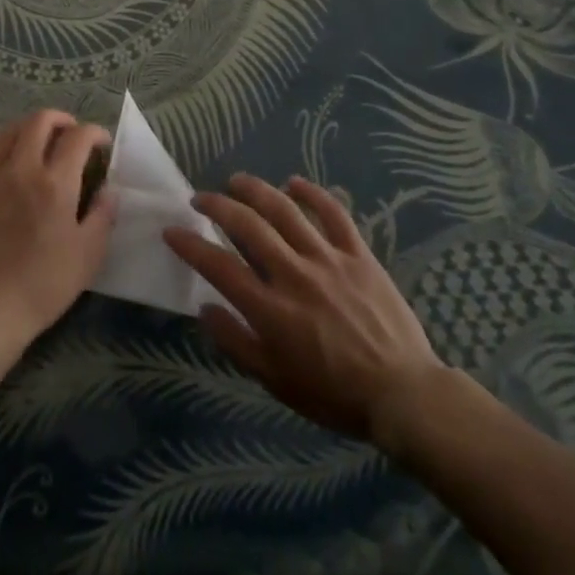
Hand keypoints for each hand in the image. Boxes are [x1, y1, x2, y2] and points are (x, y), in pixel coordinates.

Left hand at [0, 110, 115, 351]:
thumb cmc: (45, 284)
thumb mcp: (89, 254)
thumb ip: (103, 215)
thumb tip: (110, 189)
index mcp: (56, 183)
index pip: (78, 137)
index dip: (95, 132)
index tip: (101, 144)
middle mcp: (22, 169)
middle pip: (40, 122)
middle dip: (61, 120)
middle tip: (72, 134)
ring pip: (7, 132)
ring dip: (28, 128)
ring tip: (39, 140)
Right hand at [165, 173, 445, 441]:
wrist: (402, 393)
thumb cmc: (334, 393)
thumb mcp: (275, 380)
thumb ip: (236, 342)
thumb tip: (204, 308)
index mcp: (271, 309)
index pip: (219, 266)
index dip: (190, 245)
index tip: (172, 231)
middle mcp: (294, 274)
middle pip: (248, 226)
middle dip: (218, 206)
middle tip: (201, 198)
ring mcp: (328, 259)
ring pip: (286, 211)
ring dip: (256, 190)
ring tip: (237, 181)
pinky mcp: (358, 254)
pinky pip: (334, 214)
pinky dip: (312, 194)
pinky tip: (294, 182)